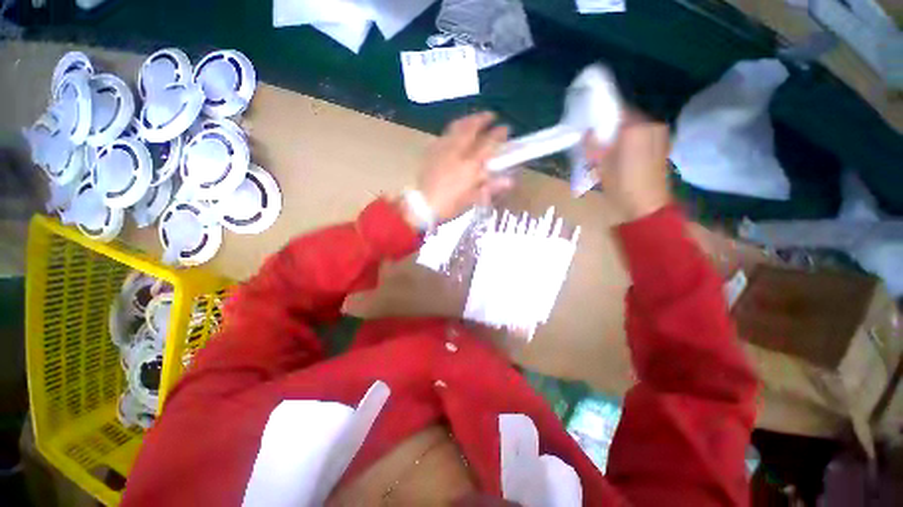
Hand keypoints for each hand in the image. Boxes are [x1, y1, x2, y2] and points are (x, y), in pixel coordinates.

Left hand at [413, 112, 511, 223]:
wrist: (422, 206)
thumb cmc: (450, 205)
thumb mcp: (472, 199)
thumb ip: (491, 187)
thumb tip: (510, 180)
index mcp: (470, 165)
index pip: (489, 143)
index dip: (499, 133)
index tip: (506, 128)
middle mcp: (457, 152)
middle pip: (471, 127)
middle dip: (482, 118)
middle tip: (490, 115)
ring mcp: (442, 149)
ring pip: (456, 127)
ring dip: (467, 120)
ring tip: (473, 118)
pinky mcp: (431, 152)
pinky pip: (444, 135)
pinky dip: (453, 130)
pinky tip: (454, 133)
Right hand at [584, 113, 671, 220]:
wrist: (646, 206)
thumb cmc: (621, 186)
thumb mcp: (601, 165)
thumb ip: (593, 145)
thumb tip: (587, 132)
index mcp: (635, 128)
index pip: (616, 110)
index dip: (601, 116)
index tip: (589, 125)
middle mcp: (651, 126)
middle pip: (625, 119)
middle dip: (610, 127)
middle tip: (595, 141)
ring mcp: (659, 136)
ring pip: (633, 128)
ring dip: (619, 135)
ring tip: (606, 151)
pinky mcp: (661, 146)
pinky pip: (641, 137)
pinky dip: (629, 142)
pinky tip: (620, 157)